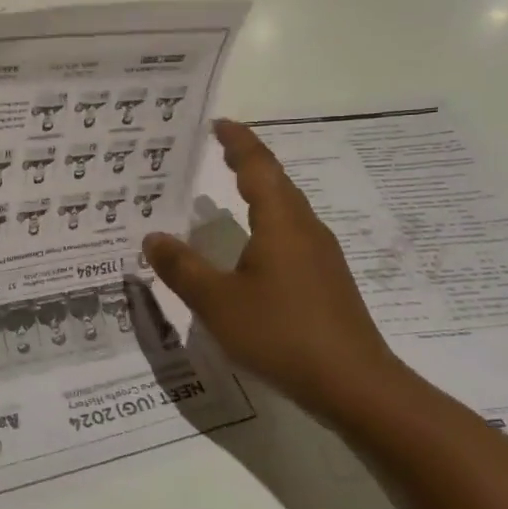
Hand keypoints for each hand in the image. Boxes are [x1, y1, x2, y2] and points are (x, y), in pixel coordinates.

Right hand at [142, 120, 412, 421]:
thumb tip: (153, 237)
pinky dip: (267, 226)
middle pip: (277, 184)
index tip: (219, 124)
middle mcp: (306, 230)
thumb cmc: (281, 333)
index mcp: (281, 223)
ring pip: (287, 212)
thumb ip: (182, 268)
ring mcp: (322, 257)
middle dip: (248, 164)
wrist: (354, 384)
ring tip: (228, 195)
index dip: (238, 143)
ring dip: (259, 195)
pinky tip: (252, 250)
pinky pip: (292, 237)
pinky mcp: (327, 282)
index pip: (258, 167)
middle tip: (218, 152)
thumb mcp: (217, 302)